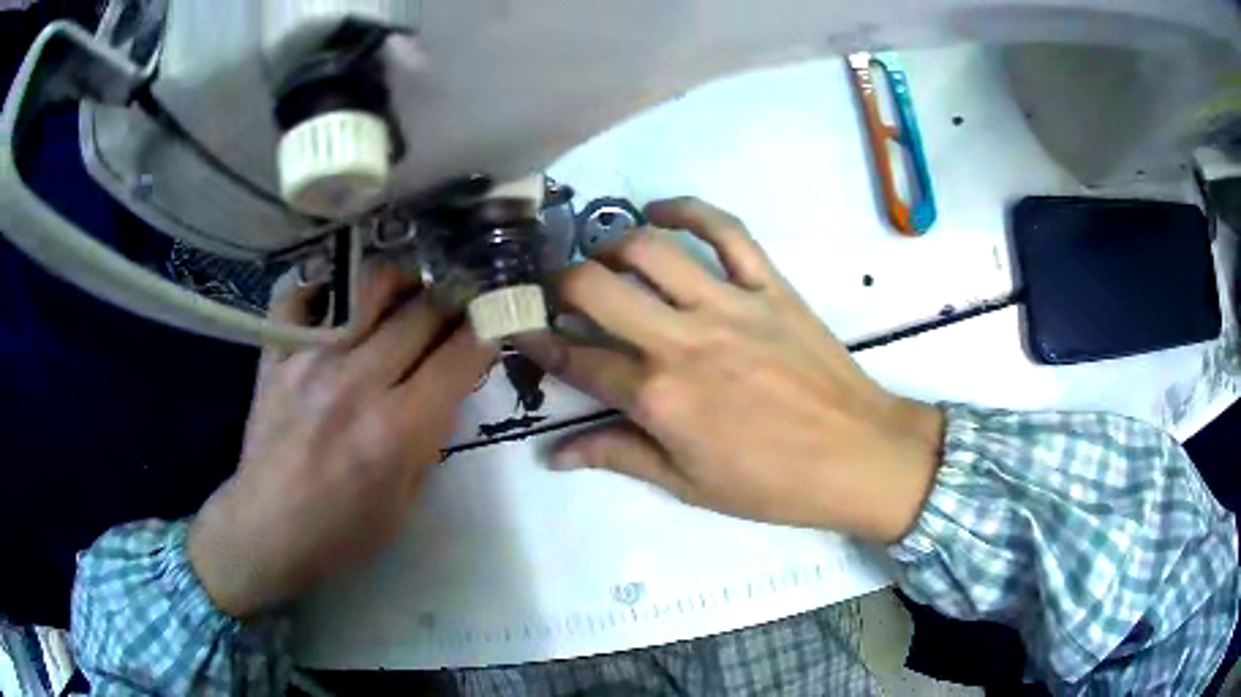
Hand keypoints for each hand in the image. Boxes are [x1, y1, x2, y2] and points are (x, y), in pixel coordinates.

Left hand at [188, 269, 496, 617]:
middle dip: (452, 302)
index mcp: (396, 430)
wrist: (266, 530)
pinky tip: (339, 299)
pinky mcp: (276, 356)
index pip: (459, 356)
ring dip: (399, 282)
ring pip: (367, 287)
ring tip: (404, 295)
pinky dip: (324, 287)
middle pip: (421, 311)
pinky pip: (300, 295)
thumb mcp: (406, 501)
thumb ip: (429, 438)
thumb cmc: (342, 531)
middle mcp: (356, 383)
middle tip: (456, 307)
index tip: (492, 323)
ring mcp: (309, 361)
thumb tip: (446, 386)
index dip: (487, 331)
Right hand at [520, 198, 944, 543]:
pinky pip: (727, 230)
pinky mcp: (770, 285)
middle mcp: (684, 341)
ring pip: (652, 249)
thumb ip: (619, 456)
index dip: (540, 341)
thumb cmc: (772, 482)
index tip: (521, 325)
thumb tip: (554, 454)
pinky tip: (661, 209)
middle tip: (557, 290)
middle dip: (560, 283)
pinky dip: (689, 209)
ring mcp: (730, 305)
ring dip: (613, 245)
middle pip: (598, 289)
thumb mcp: (689, 484)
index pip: (578, 359)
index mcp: (660, 398)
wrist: (857, 455)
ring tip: (605, 257)